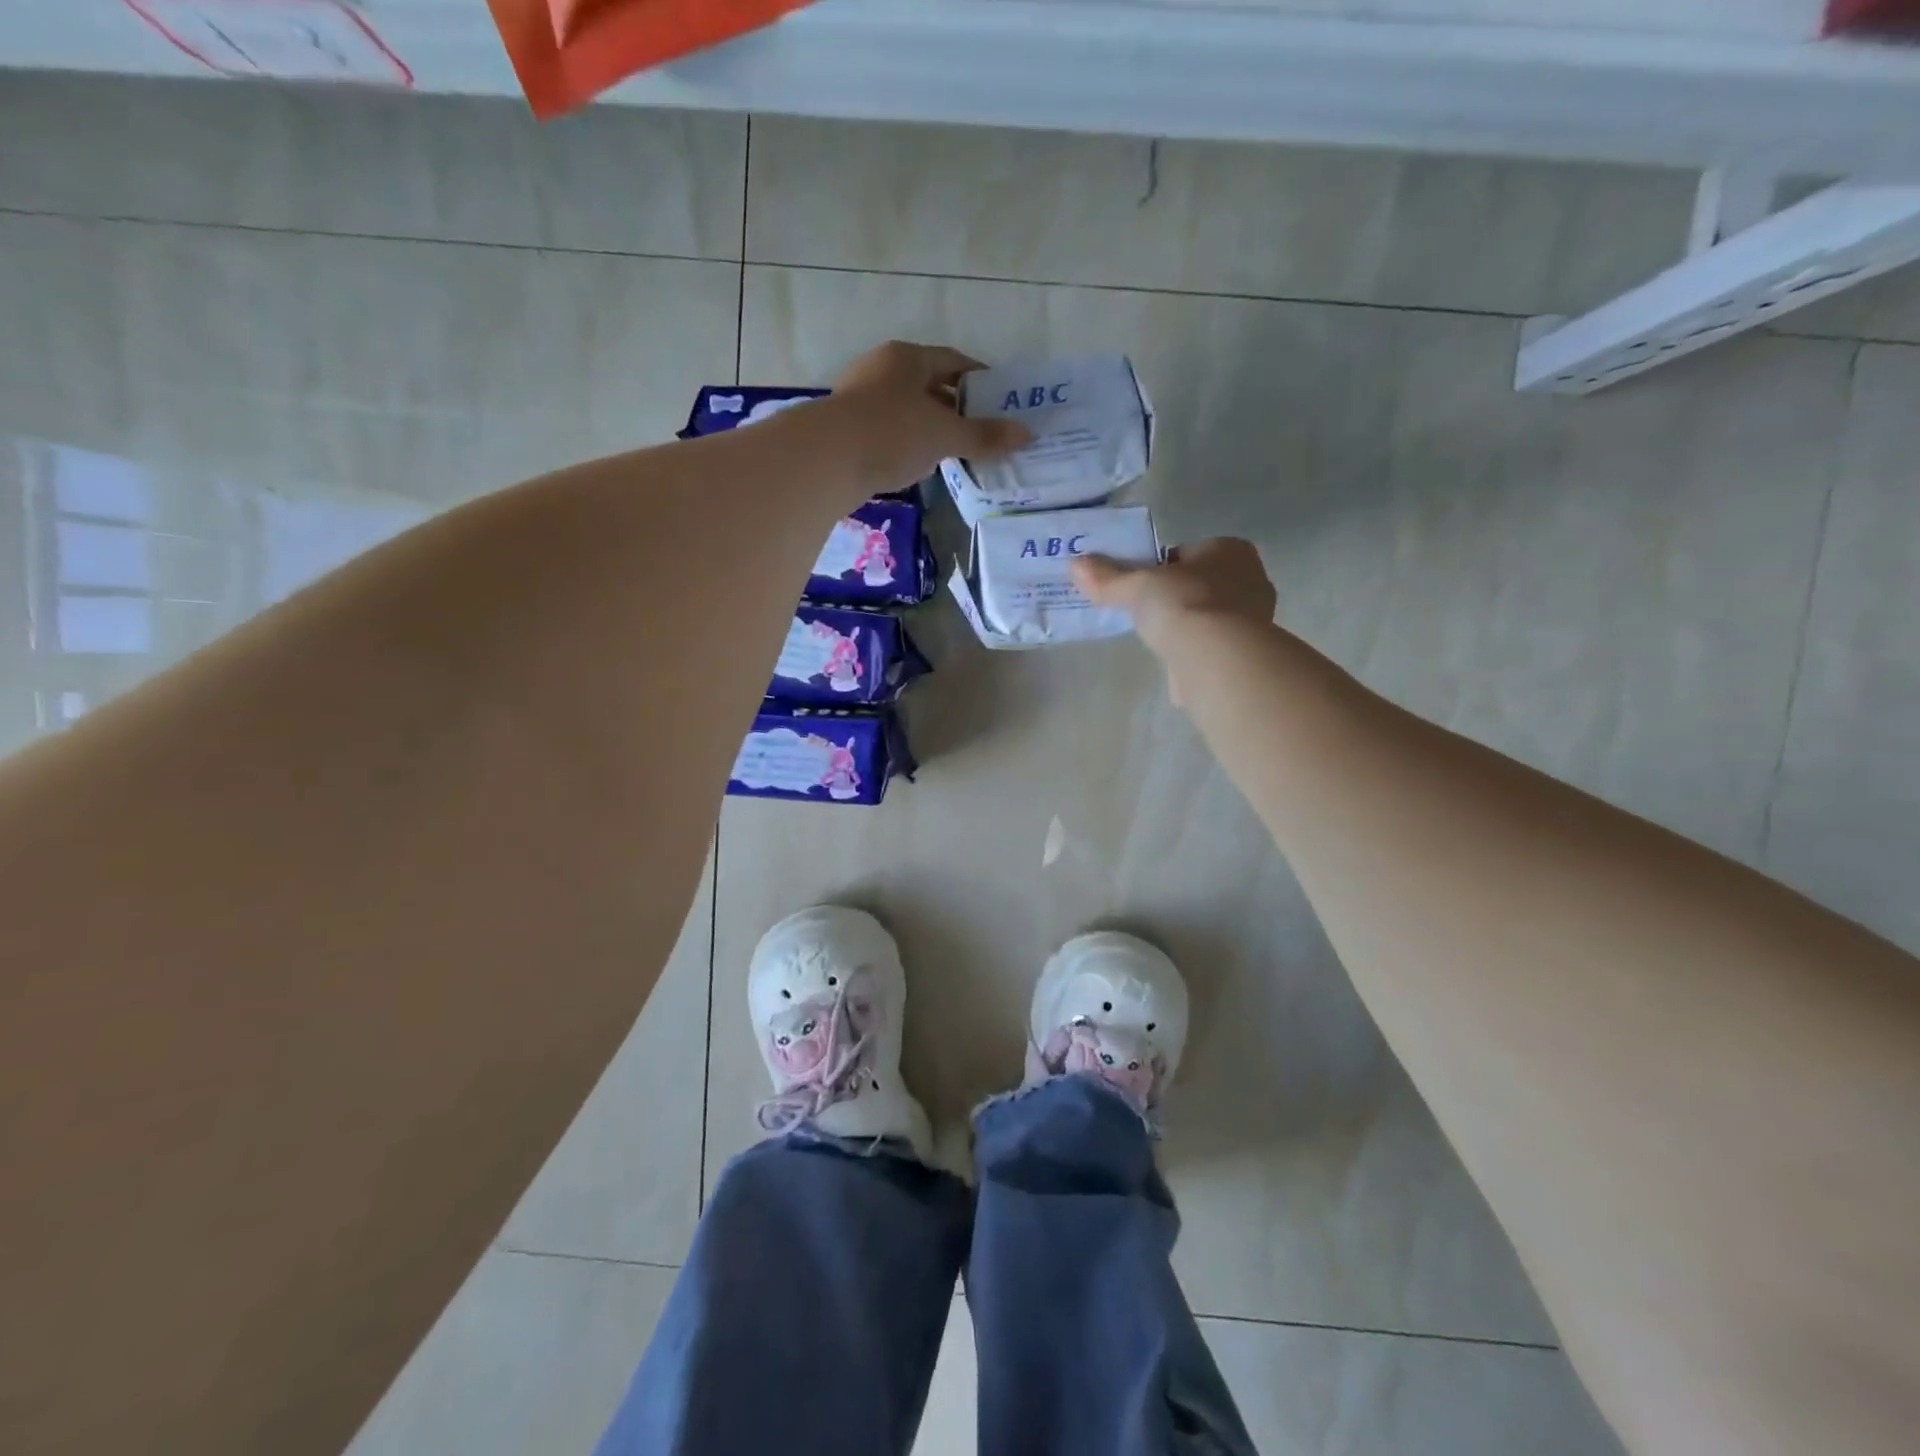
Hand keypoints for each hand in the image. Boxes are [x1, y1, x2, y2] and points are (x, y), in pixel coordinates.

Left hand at [829, 341, 1029, 491]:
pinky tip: (921, 464)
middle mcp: (882, 369)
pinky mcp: (847, 429)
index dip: (980, 379)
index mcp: (907, 357)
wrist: (827, 460)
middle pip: (929, 384)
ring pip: (907, 409)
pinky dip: (909, 443)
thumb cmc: (892, 433)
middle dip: (956, 406)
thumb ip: (983, 436)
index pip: (953, 361)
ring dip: (931, 427)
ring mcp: (860, 398)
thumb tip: (1026, 434)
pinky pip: (889, 431)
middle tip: (983, 430)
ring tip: (956, 450)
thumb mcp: (944, 435)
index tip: (1000, 400)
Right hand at [1072, 537, 1276, 655]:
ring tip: (1157, 639)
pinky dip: (1195, 653)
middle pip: (1202, 584)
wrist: (1216, 656)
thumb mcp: (1136, 586)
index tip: (1141, 584)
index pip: (1189, 552)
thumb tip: (1076, 565)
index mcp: (1231, 550)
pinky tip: (1174, 663)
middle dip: (1177, 596)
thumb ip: (1108, 577)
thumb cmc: (1182, 603)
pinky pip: (1214, 647)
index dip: (1163, 567)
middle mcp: (1251, 578)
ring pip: (1210, 616)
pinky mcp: (1247, 654)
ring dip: (1187, 626)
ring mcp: (1255, 619)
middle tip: (1146, 611)